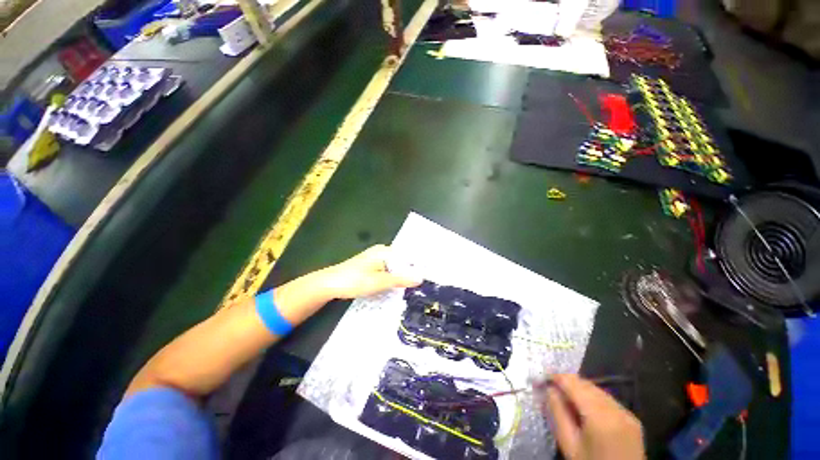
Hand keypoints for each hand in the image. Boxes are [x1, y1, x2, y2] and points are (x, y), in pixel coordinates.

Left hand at [318, 244, 421, 298]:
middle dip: (412, 275)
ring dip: (402, 281)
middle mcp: (381, 253)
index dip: (420, 268)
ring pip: (395, 271)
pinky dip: (393, 283)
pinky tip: (398, 292)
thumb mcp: (379, 282)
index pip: (409, 257)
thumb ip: (400, 279)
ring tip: (416, 292)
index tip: (432, 279)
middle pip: (403, 264)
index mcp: (384, 251)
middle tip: (426, 289)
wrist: (329, 285)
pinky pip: (387, 275)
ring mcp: (375, 262)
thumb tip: (421, 278)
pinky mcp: (370, 271)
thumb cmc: (354, 280)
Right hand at [543, 374, 644, 459]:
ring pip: (603, 395)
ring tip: (566, 397)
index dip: (561, 379)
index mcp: (600, 415)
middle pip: (593, 388)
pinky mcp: (633, 419)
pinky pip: (612, 405)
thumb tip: (549, 394)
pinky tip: (587, 411)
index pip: (579, 387)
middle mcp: (618, 408)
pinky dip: (597, 403)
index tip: (544, 376)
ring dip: (584, 393)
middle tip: (551, 386)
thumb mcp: (569, 447)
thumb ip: (560, 419)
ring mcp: (628, 413)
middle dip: (572, 384)